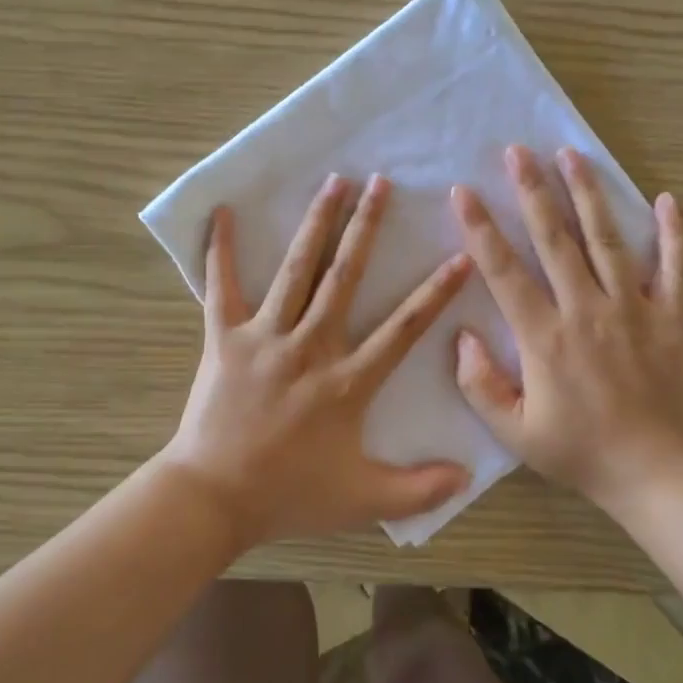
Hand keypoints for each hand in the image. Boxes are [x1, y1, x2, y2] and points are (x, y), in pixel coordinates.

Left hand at [161, 174, 473, 548]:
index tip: (460, 256)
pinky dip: (222, 249)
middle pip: (345, 276)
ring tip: (333, 182)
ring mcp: (265, 337)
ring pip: (297, 269)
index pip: (403, 328)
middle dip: (366, 227)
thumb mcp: (363, 500)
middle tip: (382, 182)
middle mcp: (310, 346)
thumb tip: (469, 474)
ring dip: (316, 223)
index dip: (435, 292)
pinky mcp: (224, 338)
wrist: (213, 498)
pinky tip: (224, 211)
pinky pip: (221, 286)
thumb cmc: (289, 495)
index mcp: (347, 380)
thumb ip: (419, 488)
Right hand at [450, 145, 682, 512]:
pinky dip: (671, 234)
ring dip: (588, 195)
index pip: (504, 271)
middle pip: (555, 239)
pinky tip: (666, 199)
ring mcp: (633, 310)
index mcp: (545, 337)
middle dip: (532, 191)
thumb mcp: (514, 432)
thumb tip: (459, 336)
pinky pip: (673, 269)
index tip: (464, 193)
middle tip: (518, 151)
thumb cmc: (579, 453)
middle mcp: (587, 311)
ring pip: (607, 240)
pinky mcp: (669, 319)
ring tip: (572, 155)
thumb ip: (480, 384)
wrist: (656, 474)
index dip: (481, 229)